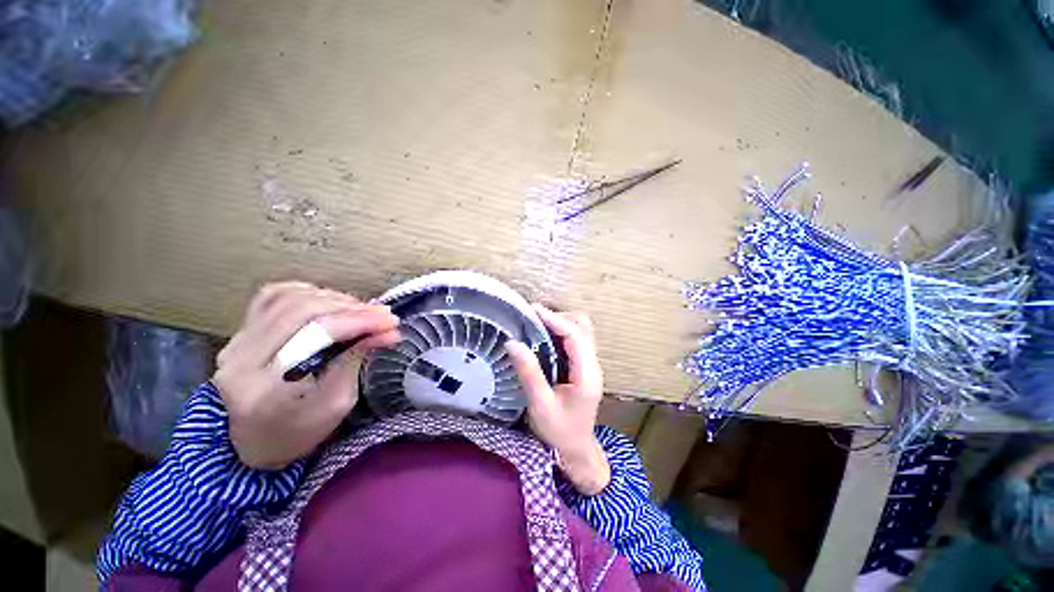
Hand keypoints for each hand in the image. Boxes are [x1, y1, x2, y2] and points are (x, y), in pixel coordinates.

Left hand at [214, 282, 400, 469]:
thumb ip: (355, 359)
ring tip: (361, 311)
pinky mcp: (240, 333)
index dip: (359, 321)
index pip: (316, 335)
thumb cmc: (302, 432)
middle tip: (383, 314)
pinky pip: (272, 296)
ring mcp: (236, 342)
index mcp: (264, 388)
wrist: (258, 442)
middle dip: (352, 308)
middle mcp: (240, 359)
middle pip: (303, 310)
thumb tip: (387, 330)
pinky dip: (307, 292)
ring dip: (333, 299)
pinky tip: (329, 301)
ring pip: (289, 298)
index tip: (391, 321)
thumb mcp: (338, 403)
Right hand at [506, 305, 609, 494]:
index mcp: (587, 374)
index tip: (533, 310)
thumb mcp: (540, 405)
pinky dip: (561, 332)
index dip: (555, 319)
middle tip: (533, 319)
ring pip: (581, 330)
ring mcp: (590, 364)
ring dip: (561, 323)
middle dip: (559, 318)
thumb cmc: (558, 431)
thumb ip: (529, 373)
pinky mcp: (584, 366)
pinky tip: (544, 337)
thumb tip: (512, 342)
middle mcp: (593, 365)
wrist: (576, 449)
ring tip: (537, 325)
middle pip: (583, 327)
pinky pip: (576, 339)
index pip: (575, 336)